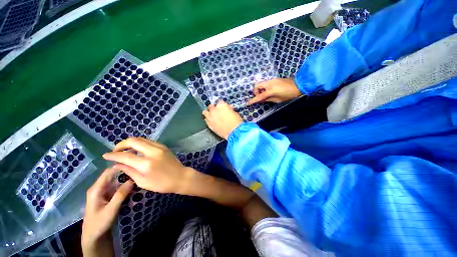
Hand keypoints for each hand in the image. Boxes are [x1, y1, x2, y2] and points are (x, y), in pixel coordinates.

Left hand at [82, 168, 133, 256]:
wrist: (93, 236)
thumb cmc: (99, 223)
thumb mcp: (111, 210)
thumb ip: (120, 195)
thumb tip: (132, 180)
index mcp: (96, 189)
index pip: (108, 172)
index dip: (119, 166)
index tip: (133, 164)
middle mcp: (98, 188)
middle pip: (112, 175)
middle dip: (124, 172)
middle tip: (138, 170)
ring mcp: (102, 192)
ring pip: (115, 180)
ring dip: (125, 178)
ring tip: (138, 176)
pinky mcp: (106, 196)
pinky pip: (116, 187)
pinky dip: (124, 185)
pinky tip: (132, 186)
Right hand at [102, 137, 193, 193]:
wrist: (180, 176)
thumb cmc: (162, 183)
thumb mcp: (143, 182)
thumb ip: (129, 171)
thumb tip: (116, 165)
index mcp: (146, 163)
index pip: (125, 156)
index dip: (113, 155)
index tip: (105, 156)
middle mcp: (152, 152)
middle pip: (133, 141)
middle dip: (121, 144)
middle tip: (116, 151)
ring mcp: (159, 147)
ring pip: (141, 139)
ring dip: (131, 142)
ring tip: (125, 150)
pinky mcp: (163, 146)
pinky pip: (149, 141)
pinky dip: (140, 143)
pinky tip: (137, 150)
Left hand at [202, 100, 242, 139]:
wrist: (234, 132)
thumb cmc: (236, 122)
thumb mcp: (235, 113)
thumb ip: (229, 109)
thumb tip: (228, 108)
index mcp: (221, 105)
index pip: (219, 101)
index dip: (221, 104)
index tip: (223, 106)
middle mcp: (214, 110)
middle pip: (211, 106)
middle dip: (214, 108)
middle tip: (217, 111)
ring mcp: (210, 117)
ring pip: (205, 112)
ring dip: (208, 113)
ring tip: (211, 115)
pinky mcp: (209, 124)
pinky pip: (206, 120)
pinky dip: (208, 120)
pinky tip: (211, 121)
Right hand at [248, 78, 301, 104]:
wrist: (298, 84)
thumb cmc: (289, 94)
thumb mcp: (278, 100)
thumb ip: (268, 99)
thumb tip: (261, 100)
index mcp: (270, 91)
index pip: (259, 96)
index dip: (253, 100)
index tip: (248, 103)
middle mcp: (269, 84)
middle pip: (256, 86)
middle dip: (256, 92)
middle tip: (260, 97)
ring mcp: (271, 80)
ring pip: (260, 83)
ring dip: (260, 89)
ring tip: (265, 94)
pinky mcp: (273, 79)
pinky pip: (265, 83)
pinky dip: (264, 87)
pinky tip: (268, 91)